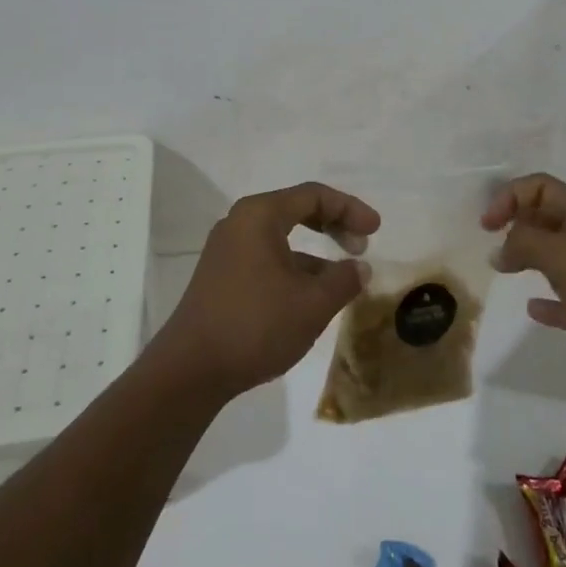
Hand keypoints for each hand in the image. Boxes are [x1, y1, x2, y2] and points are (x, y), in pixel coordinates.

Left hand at [149, 182, 378, 399]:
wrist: (190, 370)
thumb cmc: (255, 325)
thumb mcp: (312, 304)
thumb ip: (343, 280)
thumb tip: (359, 268)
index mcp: (260, 215)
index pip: (314, 195)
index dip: (350, 208)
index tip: (375, 231)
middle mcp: (240, 222)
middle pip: (296, 210)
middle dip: (334, 225)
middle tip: (361, 246)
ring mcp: (227, 249)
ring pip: (282, 236)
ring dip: (315, 252)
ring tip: (342, 278)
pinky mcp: (221, 275)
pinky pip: (266, 256)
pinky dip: (294, 267)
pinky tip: (311, 296)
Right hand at [483, 173, 565, 416]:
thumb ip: (527, 242)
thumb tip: (499, 247)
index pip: (542, 188)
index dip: (510, 197)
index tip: (487, 226)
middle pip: (547, 218)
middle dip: (517, 224)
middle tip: (493, 247)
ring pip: (555, 257)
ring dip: (528, 258)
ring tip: (502, 269)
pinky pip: (565, 299)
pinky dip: (547, 300)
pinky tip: (533, 308)